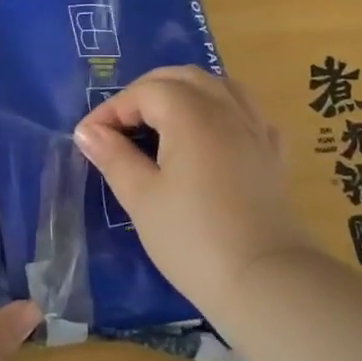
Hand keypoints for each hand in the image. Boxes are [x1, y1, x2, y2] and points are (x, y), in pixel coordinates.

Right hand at [75, 66, 313, 323]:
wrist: (265, 283)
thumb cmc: (193, 239)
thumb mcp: (141, 198)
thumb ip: (114, 157)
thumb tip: (88, 132)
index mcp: (191, 115)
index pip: (145, 92)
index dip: (112, 109)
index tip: (89, 138)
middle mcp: (227, 110)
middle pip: (183, 77)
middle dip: (146, 92)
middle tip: (121, 125)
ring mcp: (256, 131)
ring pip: (220, 86)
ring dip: (186, 93)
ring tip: (163, 122)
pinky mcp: (273, 156)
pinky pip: (248, 114)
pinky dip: (223, 112)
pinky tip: (213, 136)